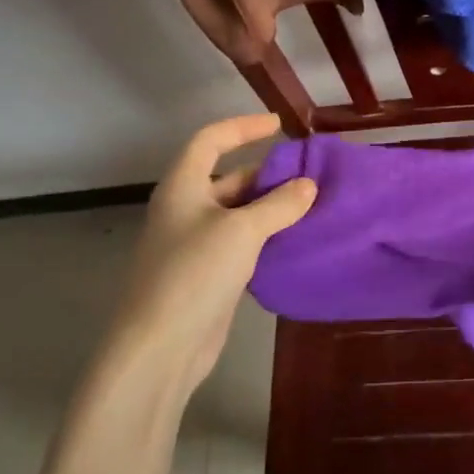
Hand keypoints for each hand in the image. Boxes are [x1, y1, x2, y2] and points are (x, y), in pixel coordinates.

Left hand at [106, 115, 316, 395]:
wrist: (160, 348)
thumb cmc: (194, 274)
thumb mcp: (242, 231)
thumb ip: (279, 204)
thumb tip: (309, 185)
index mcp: (183, 187)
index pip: (212, 140)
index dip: (243, 127)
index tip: (279, 125)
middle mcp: (186, 209)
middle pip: (230, 178)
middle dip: (268, 173)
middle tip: (311, 173)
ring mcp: (195, 244)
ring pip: (239, 213)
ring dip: (272, 207)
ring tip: (313, 204)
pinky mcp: (208, 274)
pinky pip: (242, 242)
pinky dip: (268, 236)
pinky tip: (296, 240)